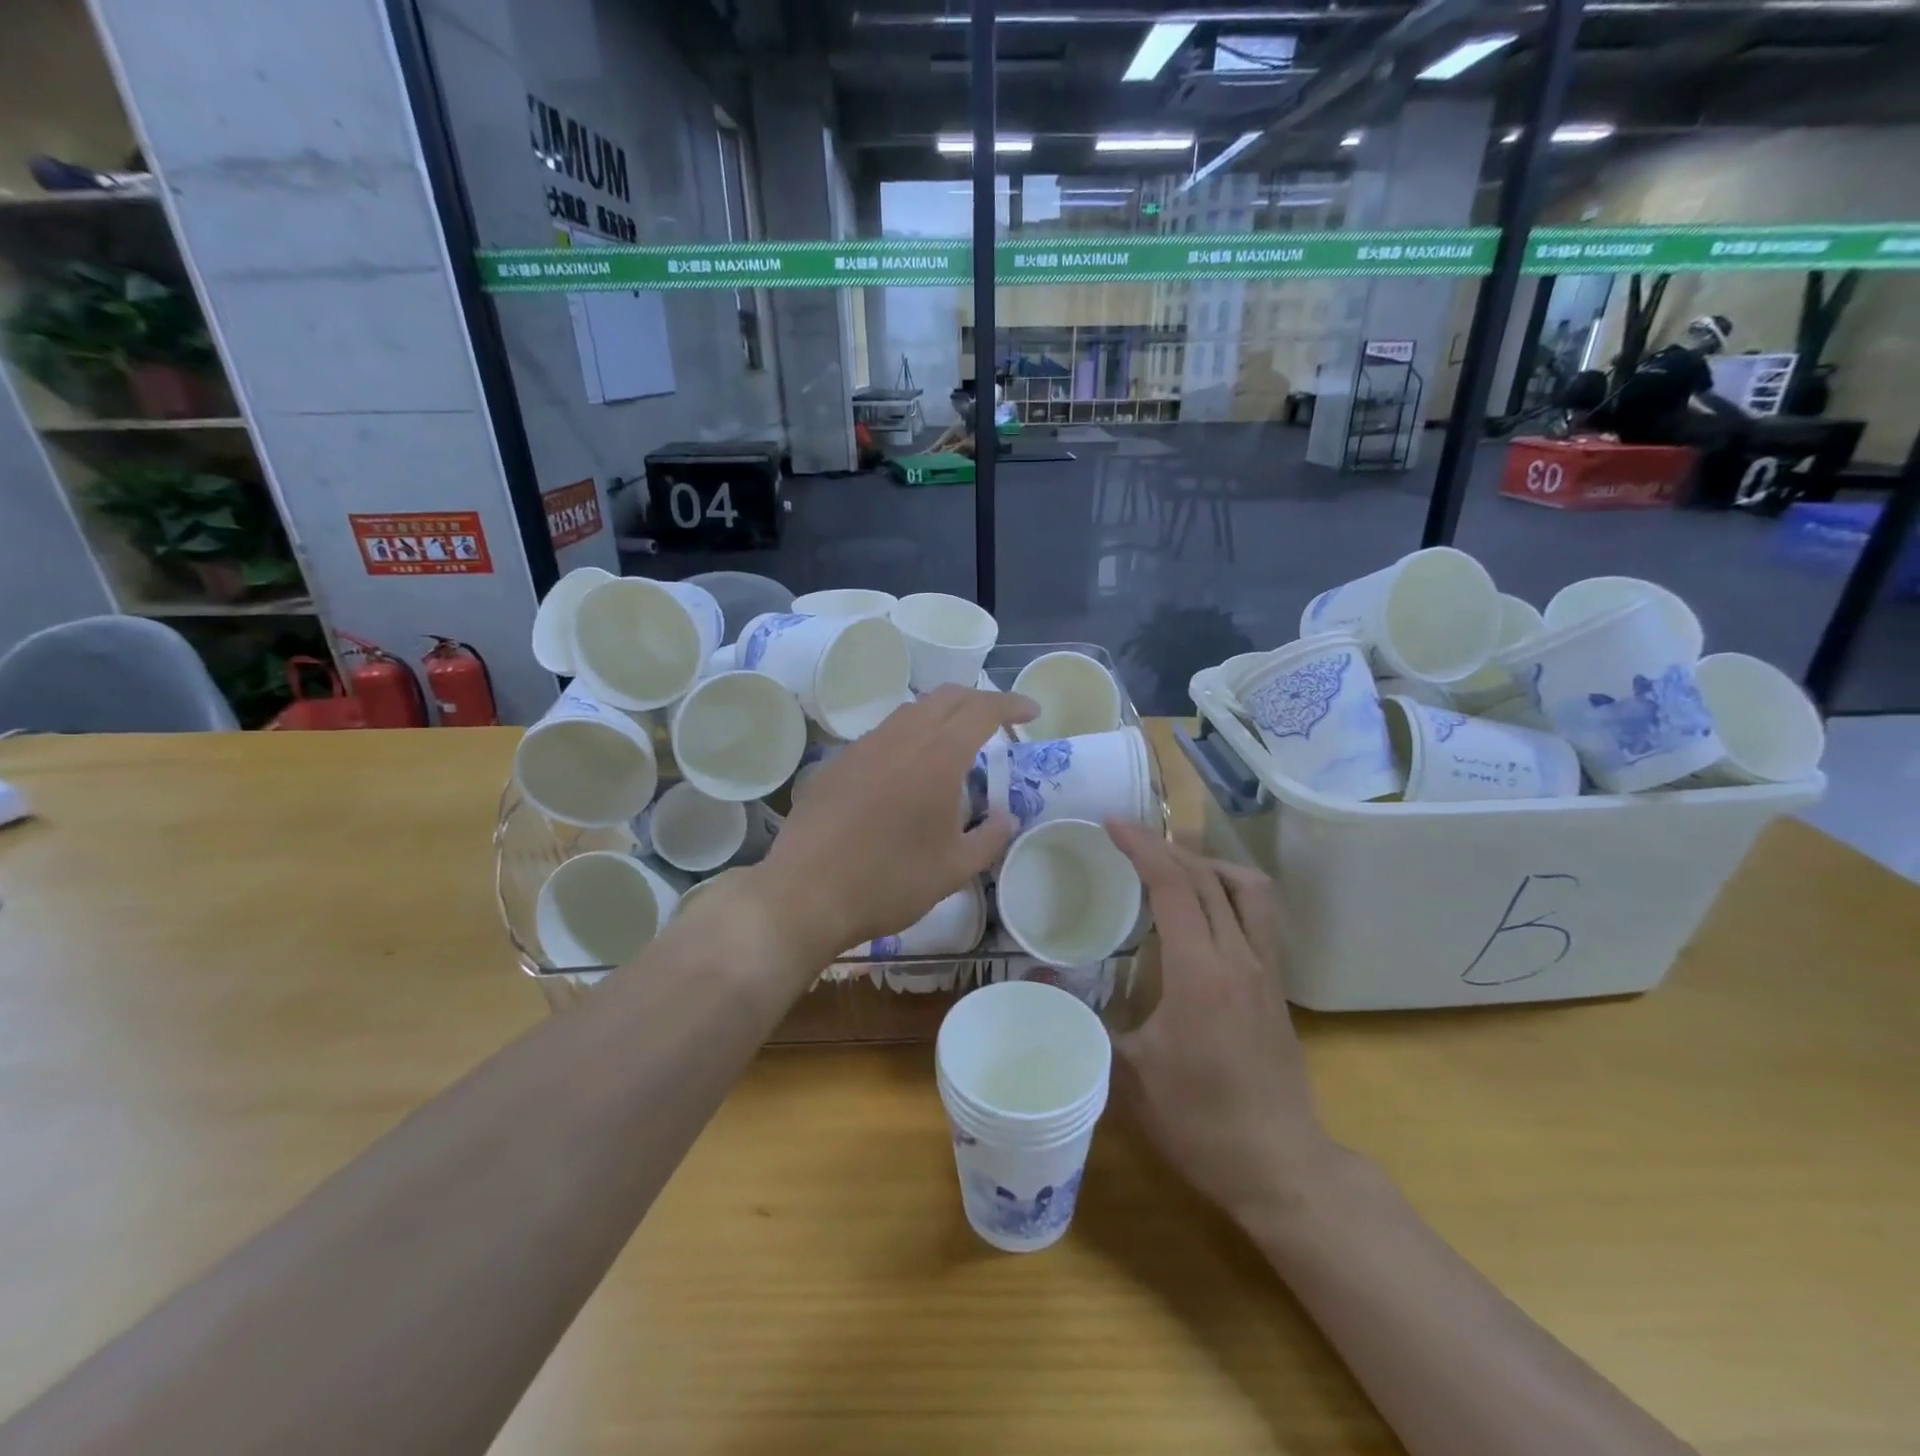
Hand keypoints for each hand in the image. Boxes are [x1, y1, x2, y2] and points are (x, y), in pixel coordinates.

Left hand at [753, 686, 1033, 962]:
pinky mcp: (837, 763)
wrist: (805, 893)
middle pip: (945, 697)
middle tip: (998, 722)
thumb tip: (1006, 817)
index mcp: (937, 756)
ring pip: (910, 712)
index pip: (982, 710)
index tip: (1032, 712)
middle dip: (978, 700)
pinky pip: (883, 735)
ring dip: (941, 716)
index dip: (1011, 705)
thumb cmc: (889, 882)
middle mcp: (900, 738)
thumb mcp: (954, 869)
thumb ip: (989, 837)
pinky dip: (909, 737)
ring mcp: (863, 746)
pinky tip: (908, 771)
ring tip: (956, 745)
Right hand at [1107, 823, 1337, 1222]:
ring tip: (1172, 867)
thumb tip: (1037, 979)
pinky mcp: (1276, 985)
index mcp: (1200, 971)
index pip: (1174, 885)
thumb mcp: (1128, 1072)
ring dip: (1208, 865)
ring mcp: (1265, 969)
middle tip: (1128, 840)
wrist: (1280, 1166)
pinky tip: (1203, 912)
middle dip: (1165, 847)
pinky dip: (1227, 892)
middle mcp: (1239, 956)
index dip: (1141, 847)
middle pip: (1208, 876)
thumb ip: (1083, 1017)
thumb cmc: (1199, 1121)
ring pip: (1248, 888)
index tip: (1111, 825)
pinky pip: (1257, 915)